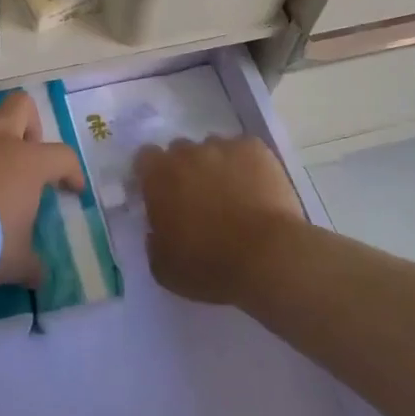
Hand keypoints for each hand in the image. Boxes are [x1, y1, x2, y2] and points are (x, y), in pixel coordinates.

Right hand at [136, 136, 308, 306]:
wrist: (269, 258)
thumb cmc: (210, 265)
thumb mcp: (164, 268)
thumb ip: (153, 242)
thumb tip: (157, 231)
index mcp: (158, 176)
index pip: (145, 158)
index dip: (152, 174)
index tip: (161, 194)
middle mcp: (186, 152)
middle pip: (179, 150)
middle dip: (185, 169)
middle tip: (198, 198)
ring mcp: (223, 147)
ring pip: (213, 149)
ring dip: (216, 166)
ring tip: (233, 195)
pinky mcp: (256, 149)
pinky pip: (245, 150)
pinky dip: (247, 165)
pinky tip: (257, 189)